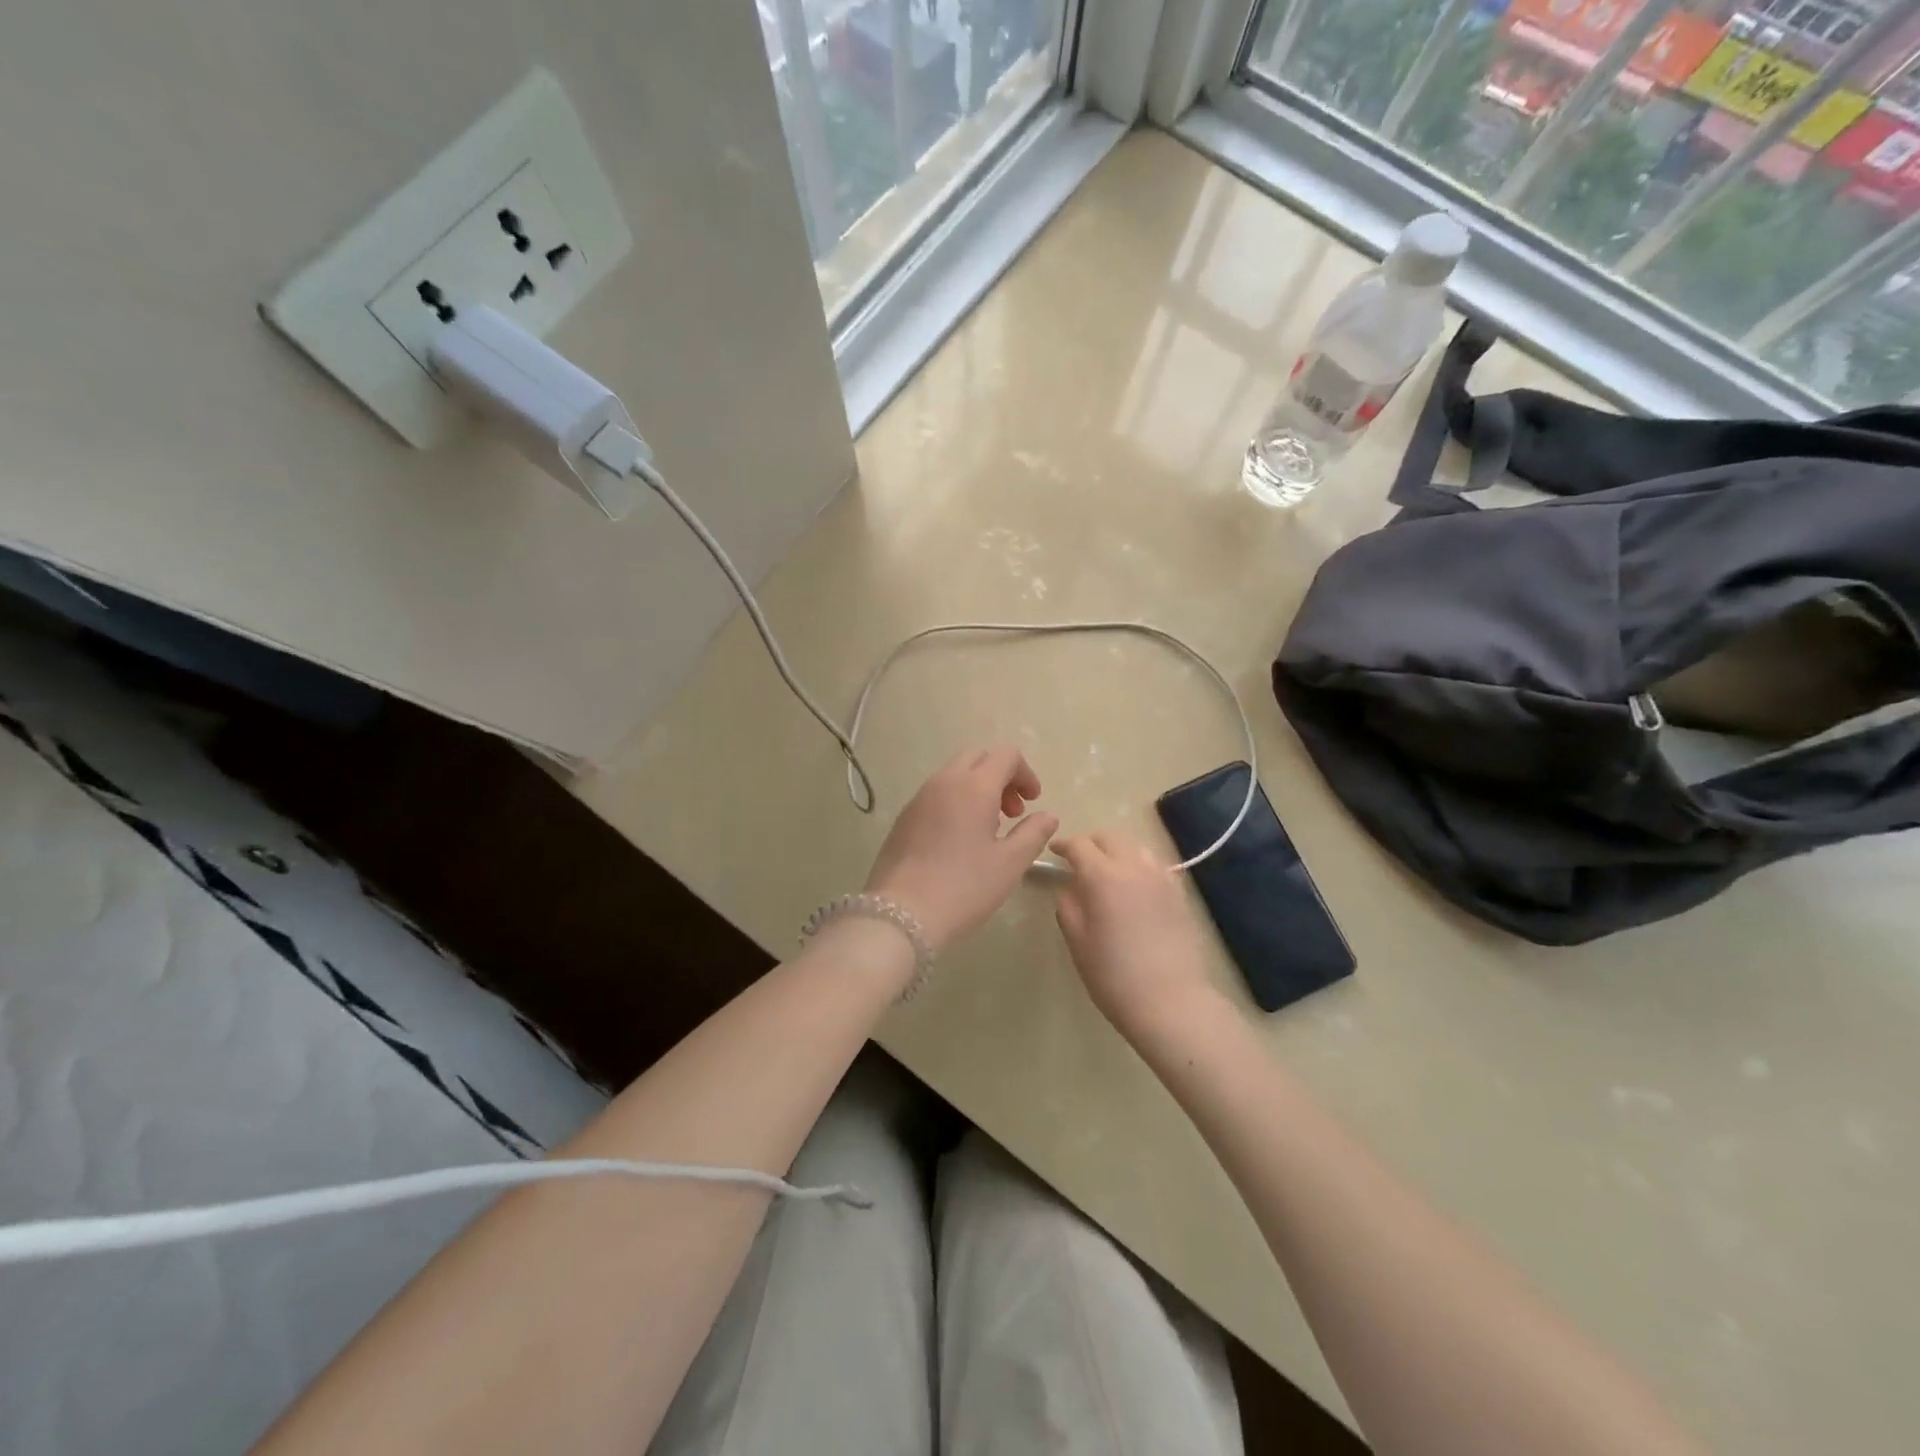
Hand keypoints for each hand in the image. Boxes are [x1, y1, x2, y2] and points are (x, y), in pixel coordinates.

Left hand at [864, 746, 1058, 953]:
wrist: (901, 914)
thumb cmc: (964, 887)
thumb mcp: (1010, 864)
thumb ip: (1033, 833)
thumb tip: (1047, 816)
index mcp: (973, 786)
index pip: (1006, 755)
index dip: (1026, 773)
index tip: (1032, 803)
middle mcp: (944, 782)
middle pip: (978, 757)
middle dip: (1001, 776)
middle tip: (1011, 813)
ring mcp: (919, 798)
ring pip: (954, 774)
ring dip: (978, 788)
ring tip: (988, 829)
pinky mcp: (904, 817)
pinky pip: (936, 793)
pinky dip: (956, 801)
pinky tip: (960, 841)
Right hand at [1053, 830, 1221, 1038]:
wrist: (1171, 1001)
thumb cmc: (1114, 975)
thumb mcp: (1078, 942)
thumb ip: (1068, 907)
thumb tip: (1071, 889)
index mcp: (1103, 876)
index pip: (1080, 845)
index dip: (1064, 845)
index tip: (1054, 852)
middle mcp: (1134, 867)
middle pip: (1111, 838)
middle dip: (1091, 843)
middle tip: (1079, 860)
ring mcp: (1162, 879)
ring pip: (1136, 848)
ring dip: (1117, 851)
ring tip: (1108, 871)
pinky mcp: (1180, 895)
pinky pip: (1155, 867)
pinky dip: (1139, 867)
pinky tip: (1135, 888)